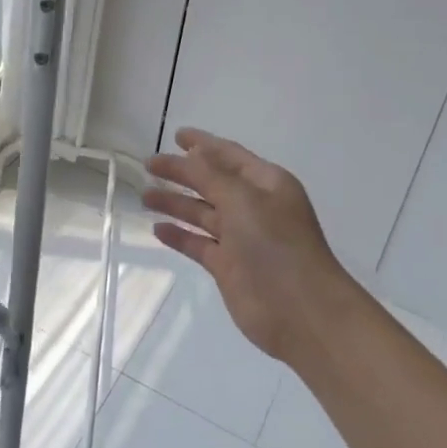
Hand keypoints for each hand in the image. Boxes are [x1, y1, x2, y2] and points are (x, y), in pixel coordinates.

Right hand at [144, 129, 365, 364]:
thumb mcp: (242, 200)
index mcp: (266, 183)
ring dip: (176, 203)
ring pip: (202, 213)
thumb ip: (211, 175)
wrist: (301, 311)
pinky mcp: (228, 266)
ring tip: (145, 196)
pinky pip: (198, 243)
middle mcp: (254, 207)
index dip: (203, 144)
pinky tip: (158, 229)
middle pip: (211, 182)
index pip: (229, 155)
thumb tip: (192, 153)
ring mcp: (241, 238)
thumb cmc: (276, 245)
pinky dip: (179, 235)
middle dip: (182, 173)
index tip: (175, 135)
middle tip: (149, 165)